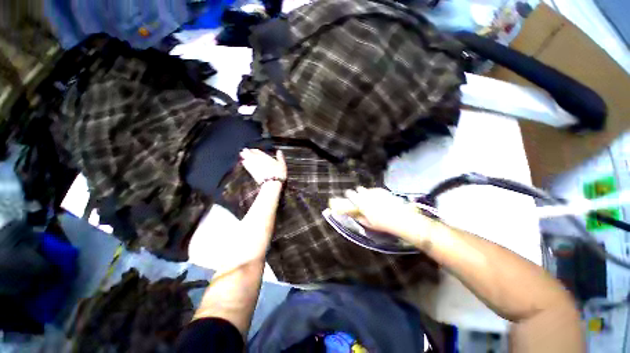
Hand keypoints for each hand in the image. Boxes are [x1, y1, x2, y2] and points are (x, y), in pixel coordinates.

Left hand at [239, 148, 286, 184]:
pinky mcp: (252, 173)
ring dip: (244, 157)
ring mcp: (255, 167)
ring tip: (242, 156)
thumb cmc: (279, 173)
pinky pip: (247, 166)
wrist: (272, 182)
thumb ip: (280, 157)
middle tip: (243, 151)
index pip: (258, 152)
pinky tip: (244, 163)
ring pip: (247, 160)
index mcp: (265, 157)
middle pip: (251, 155)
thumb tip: (279, 151)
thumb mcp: (282, 164)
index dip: (254, 150)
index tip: (252, 150)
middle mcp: (258, 161)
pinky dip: (245, 164)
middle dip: (247, 152)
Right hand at [340, 187, 429, 240]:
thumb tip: (354, 215)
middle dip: (358, 192)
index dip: (349, 194)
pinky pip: (376, 190)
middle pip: (359, 189)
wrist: (400, 220)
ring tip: (370, 198)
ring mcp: (376, 193)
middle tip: (359, 196)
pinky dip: (375, 192)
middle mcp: (367, 196)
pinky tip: (377, 197)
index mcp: (361, 203)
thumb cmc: (382, 224)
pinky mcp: (384, 192)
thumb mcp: (368, 224)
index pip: (351, 194)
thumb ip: (359, 218)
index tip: (348, 195)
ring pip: (368, 189)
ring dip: (366, 192)